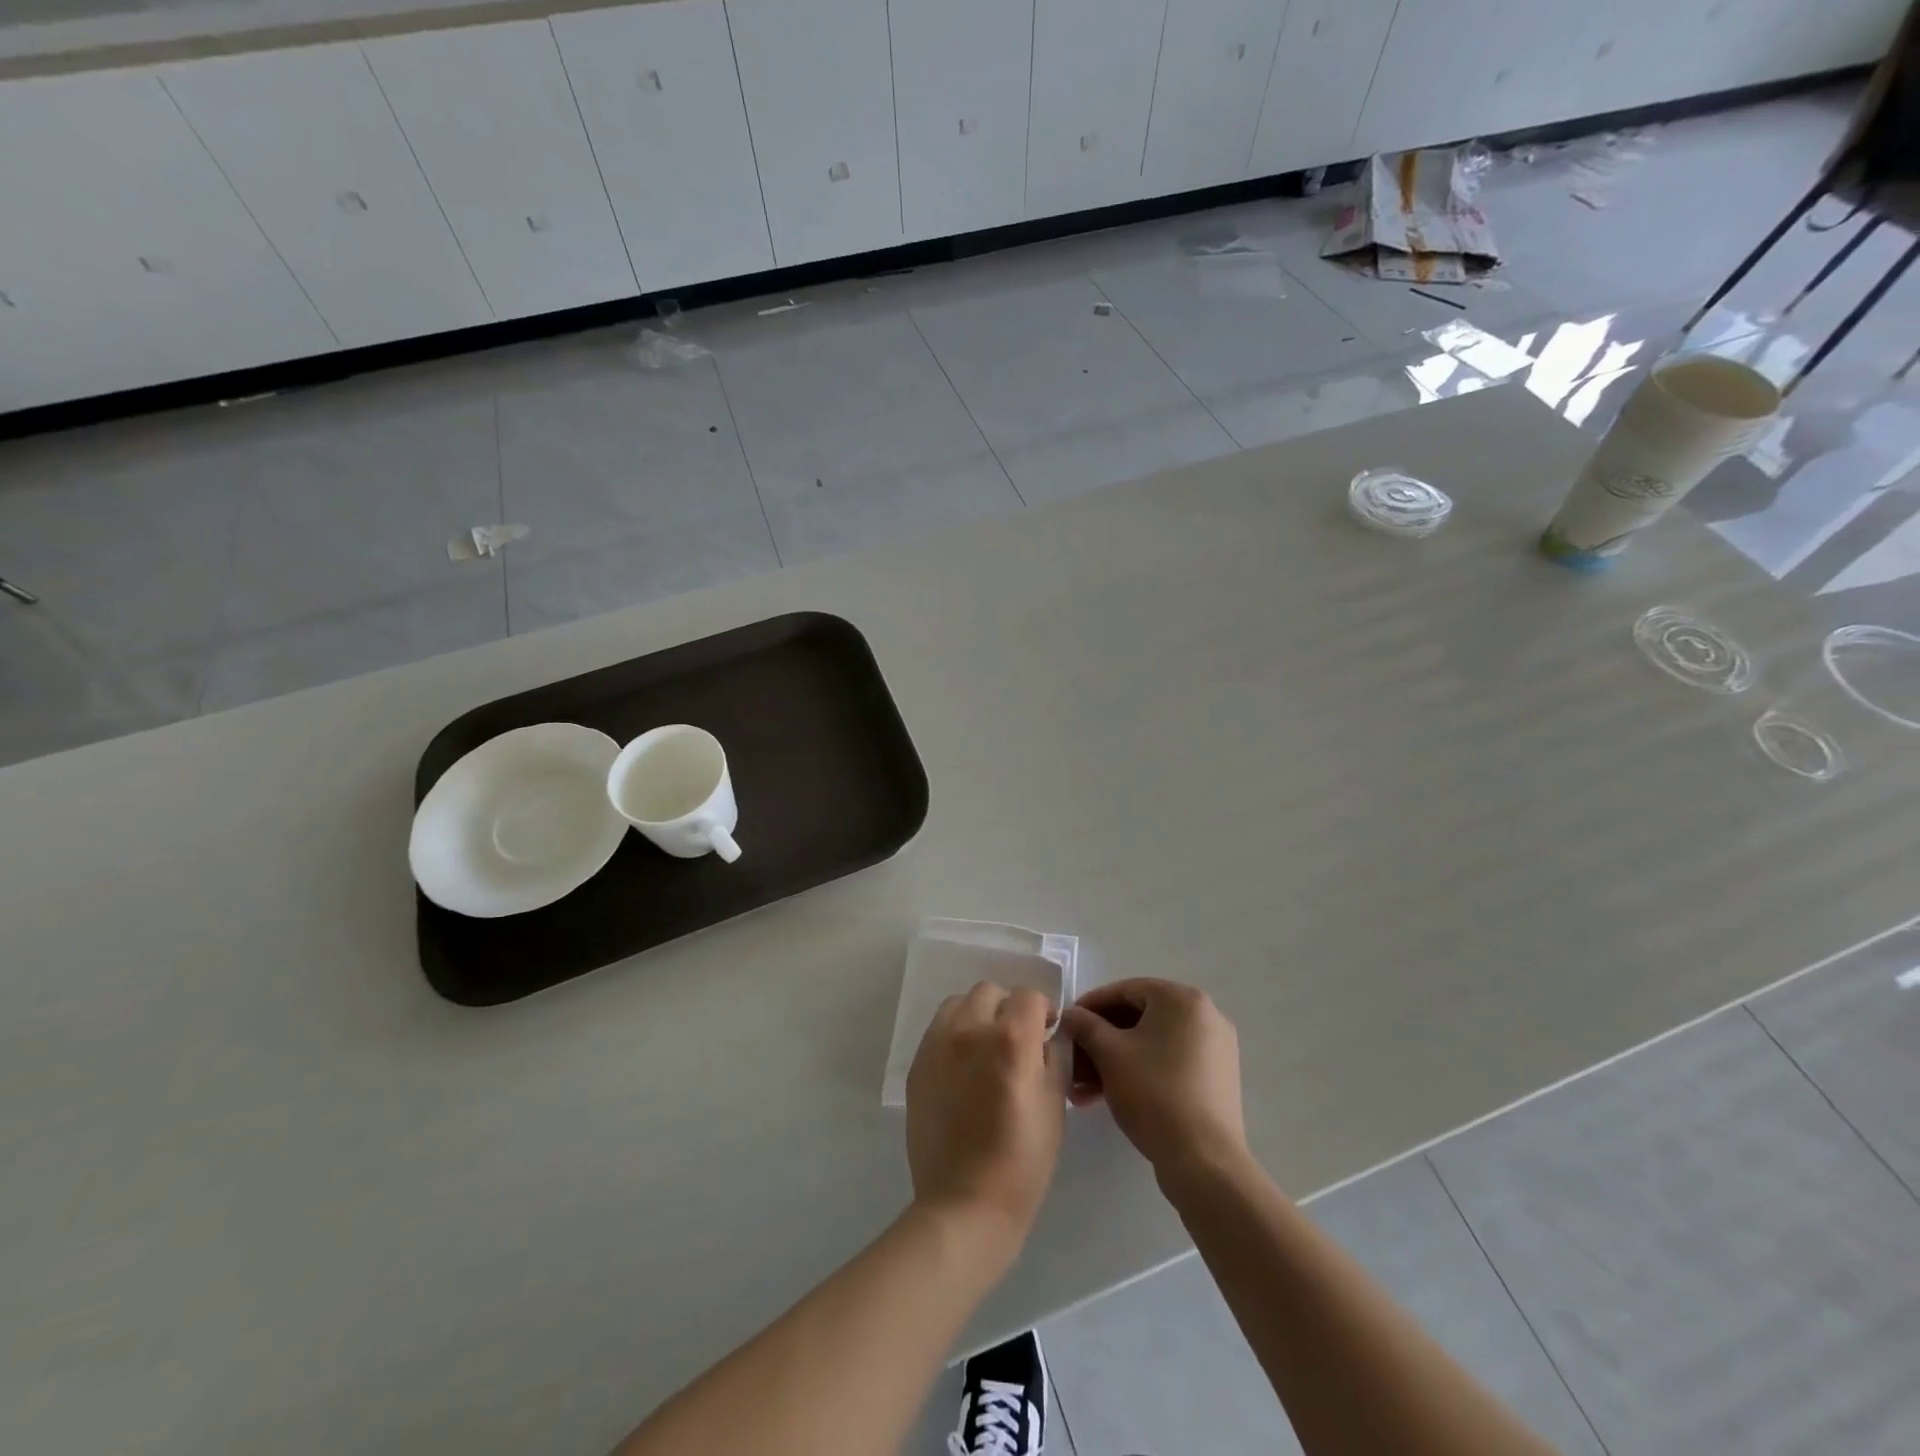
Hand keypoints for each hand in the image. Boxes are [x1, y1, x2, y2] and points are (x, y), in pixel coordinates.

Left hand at [905, 983, 1065, 1246]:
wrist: (964, 1204)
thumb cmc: (1022, 1161)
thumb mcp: (1054, 1105)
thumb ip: (1054, 1057)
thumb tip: (1048, 1034)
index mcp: (1010, 1039)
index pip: (1028, 996)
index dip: (1043, 1010)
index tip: (1047, 1030)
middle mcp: (970, 1030)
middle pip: (990, 992)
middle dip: (1008, 1008)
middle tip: (1017, 1040)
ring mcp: (938, 1045)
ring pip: (959, 1004)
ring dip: (977, 1015)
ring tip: (986, 1049)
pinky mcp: (917, 1064)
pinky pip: (939, 1030)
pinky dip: (955, 1035)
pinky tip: (964, 1068)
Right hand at [1059, 978, 1244, 1173]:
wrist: (1204, 1161)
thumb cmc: (1154, 1093)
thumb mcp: (1110, 1054)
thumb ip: (1085, 1025)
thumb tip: (1068, 1015)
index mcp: (1182, 999)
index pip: (1126, 990)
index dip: (1091, 1006)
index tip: (1067, 1024)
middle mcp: (1204, 1016)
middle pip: (1139, 1018)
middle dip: (1100, 1040)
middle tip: (1073, 1060)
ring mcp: (1213, 1048)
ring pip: (1151, 1043)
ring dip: (1114, 1060)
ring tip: (1083, 1089)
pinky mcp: (1214, 1078)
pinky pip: (1168, 1061)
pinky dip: (1139, 1071)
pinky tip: (1108, 1096)